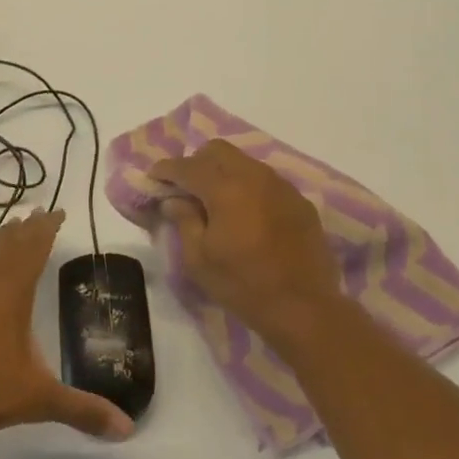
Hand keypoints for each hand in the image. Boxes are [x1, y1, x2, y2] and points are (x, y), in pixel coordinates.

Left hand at [0, 210, 132, 441]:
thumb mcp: (35, 399)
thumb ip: (80, 410)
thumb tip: (127, 429)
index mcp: (10, 292)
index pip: (34, 248)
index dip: (46, 228)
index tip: (56, 210)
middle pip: (6, 245)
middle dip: (23, 229)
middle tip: (34, 214)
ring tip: (3, 243)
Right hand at [150, 140, 340, 344]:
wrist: (305, 308)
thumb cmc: (244, 286)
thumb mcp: (200, 260)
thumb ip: (184, 221)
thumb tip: (174, 200)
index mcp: (226, 188)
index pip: (188, 166)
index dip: (166, 169)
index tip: (153, 177)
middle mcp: (254, 176)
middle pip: (217, 150)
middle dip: (196, 162)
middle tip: (185, 187)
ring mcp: (281, 185)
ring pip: (244, 161)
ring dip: (223, 172)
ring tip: (215, 199)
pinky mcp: (299, 200)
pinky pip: (266, 179)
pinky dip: (248, 186)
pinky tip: (246, 213)